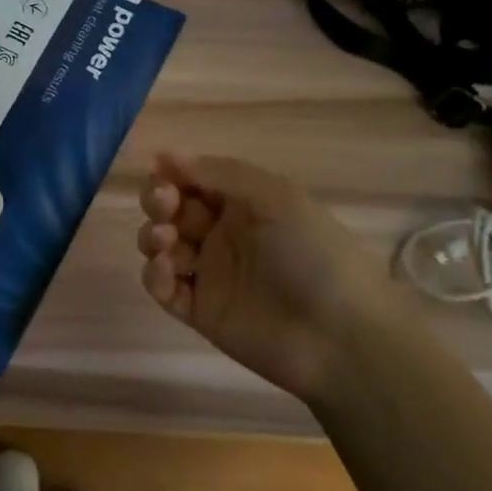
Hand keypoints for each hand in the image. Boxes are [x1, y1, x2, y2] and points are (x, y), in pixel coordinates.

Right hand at [136, 152, 385, 398]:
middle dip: (159, 202)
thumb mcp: (275, 197)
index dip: (172, 174)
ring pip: (161, 247)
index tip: (160, 172)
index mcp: (243, 203)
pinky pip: (163, 288)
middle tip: (164, 206)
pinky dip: (155, 276)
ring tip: (167, 242)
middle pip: (171, 210)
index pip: (194, 180)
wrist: (338, 335)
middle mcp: (223, 234)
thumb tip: (165, 155)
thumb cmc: (312, 254)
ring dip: (153, 236)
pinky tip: (166, 270)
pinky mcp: (199, 311)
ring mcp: (209, 274)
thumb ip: (220, 173)